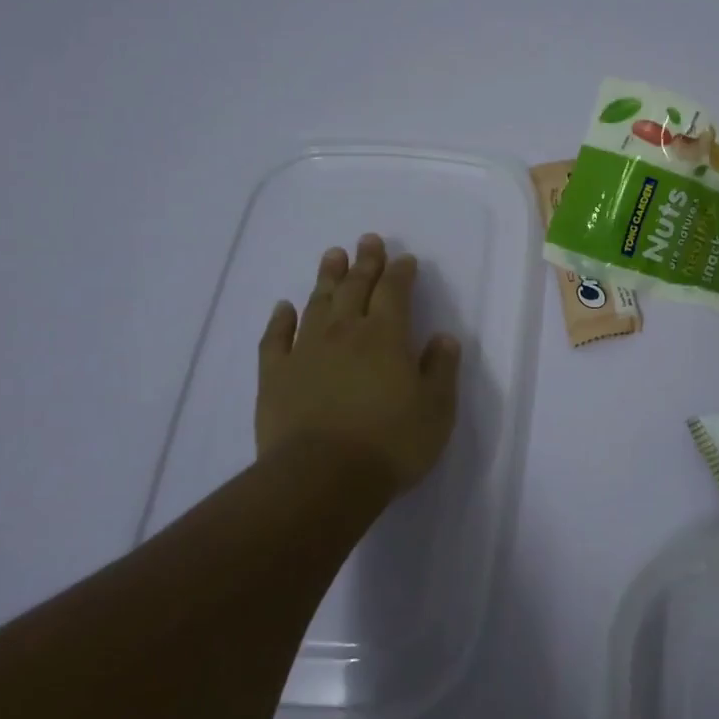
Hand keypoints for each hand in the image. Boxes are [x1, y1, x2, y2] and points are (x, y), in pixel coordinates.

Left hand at [256, 235, 463, 501]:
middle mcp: (345, 332)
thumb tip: (443, 337)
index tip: (405, 259)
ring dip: (327, 278)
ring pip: (317, 303)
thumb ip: (441, 369)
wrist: (321, 478)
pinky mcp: (275, 376)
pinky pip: (275, 338)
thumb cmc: (390, 443)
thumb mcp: (436, 409)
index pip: (395, 292)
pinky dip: (280, 319)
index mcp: (386, 336)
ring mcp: (306, 351)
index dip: (401, 273)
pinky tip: (283, 307)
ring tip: (332, 255)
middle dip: (365, 262)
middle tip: (367, 240)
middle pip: (356, 287)